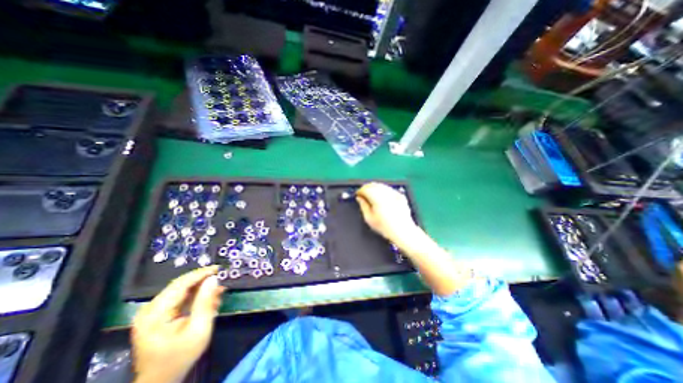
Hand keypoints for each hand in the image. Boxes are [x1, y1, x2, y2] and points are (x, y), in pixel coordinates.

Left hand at [128, 266, 223, 382]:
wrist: (160, 380)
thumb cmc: (180, 357)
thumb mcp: (199, 330)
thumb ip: (206, 302)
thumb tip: (214, 279)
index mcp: (155, 314)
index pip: (180, 284)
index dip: (201, 273)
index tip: (218, 268)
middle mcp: (150, 310)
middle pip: (180, 285)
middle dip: (203, 281)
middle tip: (221, 281)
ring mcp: (152, 312)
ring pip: (181, 290)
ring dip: (201, 289)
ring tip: (217, 293)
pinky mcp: (157, 314)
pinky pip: (179, 297)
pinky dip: (195, 296)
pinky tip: (207, 300)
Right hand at [358, 181, 415, 242]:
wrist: (403, 231)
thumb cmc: (385, 227)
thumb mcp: (369, 219)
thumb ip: (363, 206)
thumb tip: (359, 198)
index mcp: (377, 198)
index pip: (366, 189)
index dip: (360, 191)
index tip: (358, 195)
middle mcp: (386, 193)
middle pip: (373, 185)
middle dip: (366, 188)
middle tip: (363, 194)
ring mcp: (394, 193)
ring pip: (381, 185)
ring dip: (375, 188)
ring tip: (371, 195)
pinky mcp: (400, 195)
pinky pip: (389, 189)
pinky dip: (383, 190)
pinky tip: (382, 197)